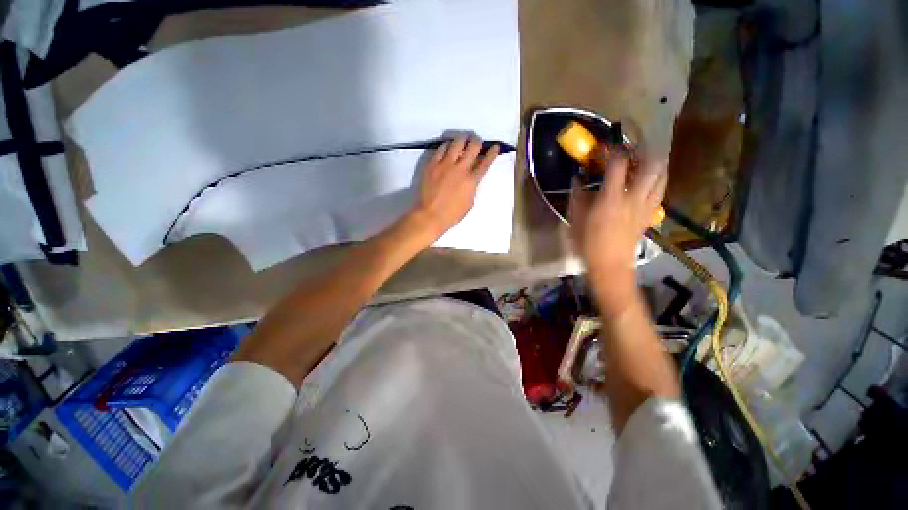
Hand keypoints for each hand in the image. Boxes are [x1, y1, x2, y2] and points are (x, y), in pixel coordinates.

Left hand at [408, 136, 499, 240]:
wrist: (430, 214)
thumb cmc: (452, 214)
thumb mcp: (469, 203)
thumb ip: (472, 187)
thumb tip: (472, 178)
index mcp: (471, 181)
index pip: (485, 163)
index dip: (492, 153)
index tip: (495, 147)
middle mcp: (460, 169)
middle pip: (473, 147)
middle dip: (477, 142)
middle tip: (476, 142)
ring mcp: (445, 165)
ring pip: (457, 143)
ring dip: (462, 140)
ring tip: (462, 142)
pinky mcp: (433, 164)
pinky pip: (441, 149)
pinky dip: (447, 146)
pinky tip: (448, 148)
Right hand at [569, 154, 666, 281]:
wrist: (610, 265)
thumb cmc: (588, 244)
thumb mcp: (575, 220)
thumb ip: (577, 197)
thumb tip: (578, 180)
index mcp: (612, 199)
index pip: (618, 165)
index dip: (613, 151)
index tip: (604, 147)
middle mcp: (633, 198)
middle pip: (651, 165)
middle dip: (643, 152)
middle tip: (631, 151)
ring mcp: (645, 207)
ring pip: (661, 177)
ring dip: (655, 165)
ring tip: (643, 162)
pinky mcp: (650, 215)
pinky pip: (659, 193)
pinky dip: (656, 182)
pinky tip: (646, 183)